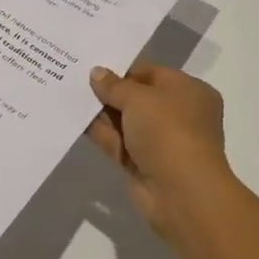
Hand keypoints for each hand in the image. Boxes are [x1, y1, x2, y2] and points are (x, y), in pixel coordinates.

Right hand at [86, 63, 235, 241]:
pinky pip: (118, 142)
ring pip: (125, 121)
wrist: (181, 193)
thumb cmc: (168, 131)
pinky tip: (74, 119)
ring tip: (69, 94)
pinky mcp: (143, 164)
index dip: (123, 69)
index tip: (94, 65)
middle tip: (76, 77)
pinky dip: (100, 133)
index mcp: (189, 92)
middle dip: (109, 90)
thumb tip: (96, 73)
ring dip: (101, 112)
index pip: (152, 73)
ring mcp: (160, 142)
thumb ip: (114, 85)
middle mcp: (178, 115)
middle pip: (138, 97)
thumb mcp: (139, 98)